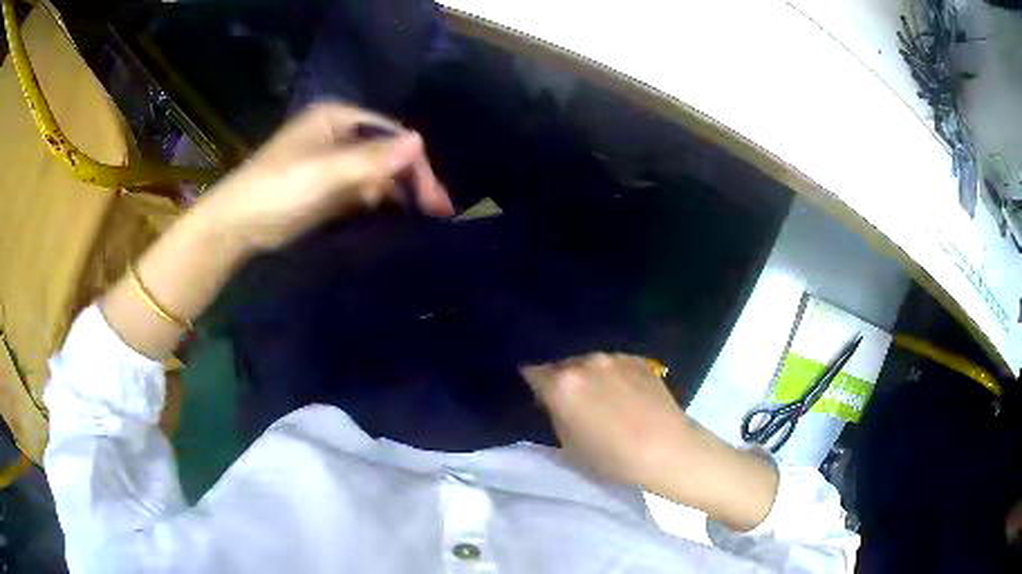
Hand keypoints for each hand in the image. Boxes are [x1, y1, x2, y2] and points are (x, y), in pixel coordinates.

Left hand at [195, 102, 453, 250]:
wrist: (238, 225)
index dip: (415, 162)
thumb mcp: (325, 172)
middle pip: (387, 152)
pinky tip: (397, 217)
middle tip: (438, 211)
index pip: (390, 133)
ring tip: (424, 218)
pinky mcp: (329, 188)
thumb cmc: (278, 189)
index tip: (433, 197)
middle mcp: (339, 135)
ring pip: (378, 173)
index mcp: (338, 119)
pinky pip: (364, 190)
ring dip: (400, 193)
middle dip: (412, 179)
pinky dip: (381, 202)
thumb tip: (420, 141)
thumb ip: (371, 158)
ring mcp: (334, 162)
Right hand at [523, 353, 778, 531]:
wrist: (669, 450)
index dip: (528, 376)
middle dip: (557, 372)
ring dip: (585, 372)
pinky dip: (609, 373)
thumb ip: (554, 412)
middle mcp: (585, 360)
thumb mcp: (567, 444)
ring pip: (587, 359)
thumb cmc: (613, 458)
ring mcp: (614, 356)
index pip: (530, 367)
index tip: (531, 386)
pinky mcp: (637, 358)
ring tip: (597, 392)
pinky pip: (612, 361)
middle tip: (564, 393)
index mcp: (562, 383)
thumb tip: (550, 396)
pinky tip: (621, 391)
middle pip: (559, 359)